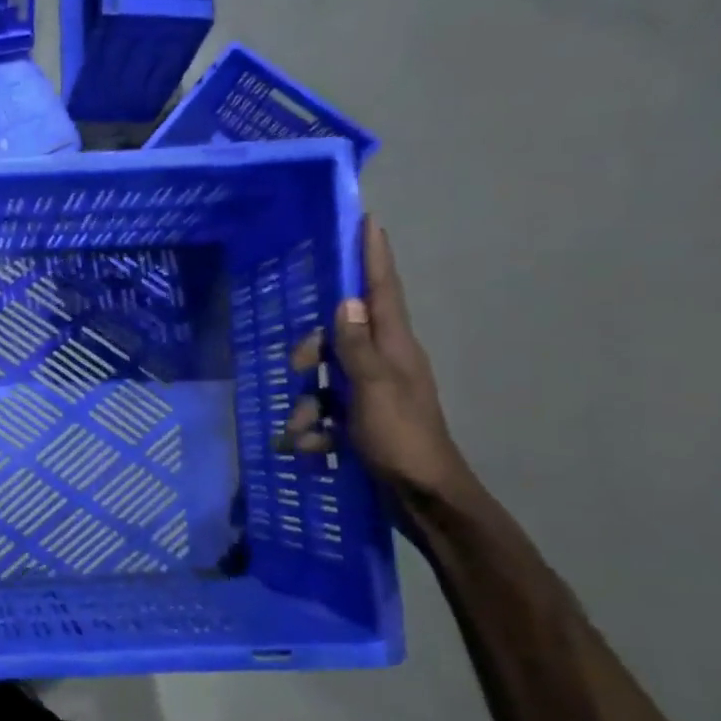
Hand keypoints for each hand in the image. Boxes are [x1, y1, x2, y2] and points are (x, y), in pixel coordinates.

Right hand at [279, 216, 468, 497]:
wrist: (423, 498)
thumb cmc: (402, 440)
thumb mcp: (375, 390)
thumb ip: (357, 346)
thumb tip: (346, 302)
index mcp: (395, 348)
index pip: (382, 292)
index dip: (374, 258)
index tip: (369, 222)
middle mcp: (384, 363)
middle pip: (338, 335)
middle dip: (312, 350)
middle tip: (297, 364)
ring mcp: (371, 393)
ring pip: (324, 379)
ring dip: (305, 405)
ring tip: (303, 432)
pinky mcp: (360, 420)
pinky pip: (324, 412)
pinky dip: (313, 429)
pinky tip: (311, 448)